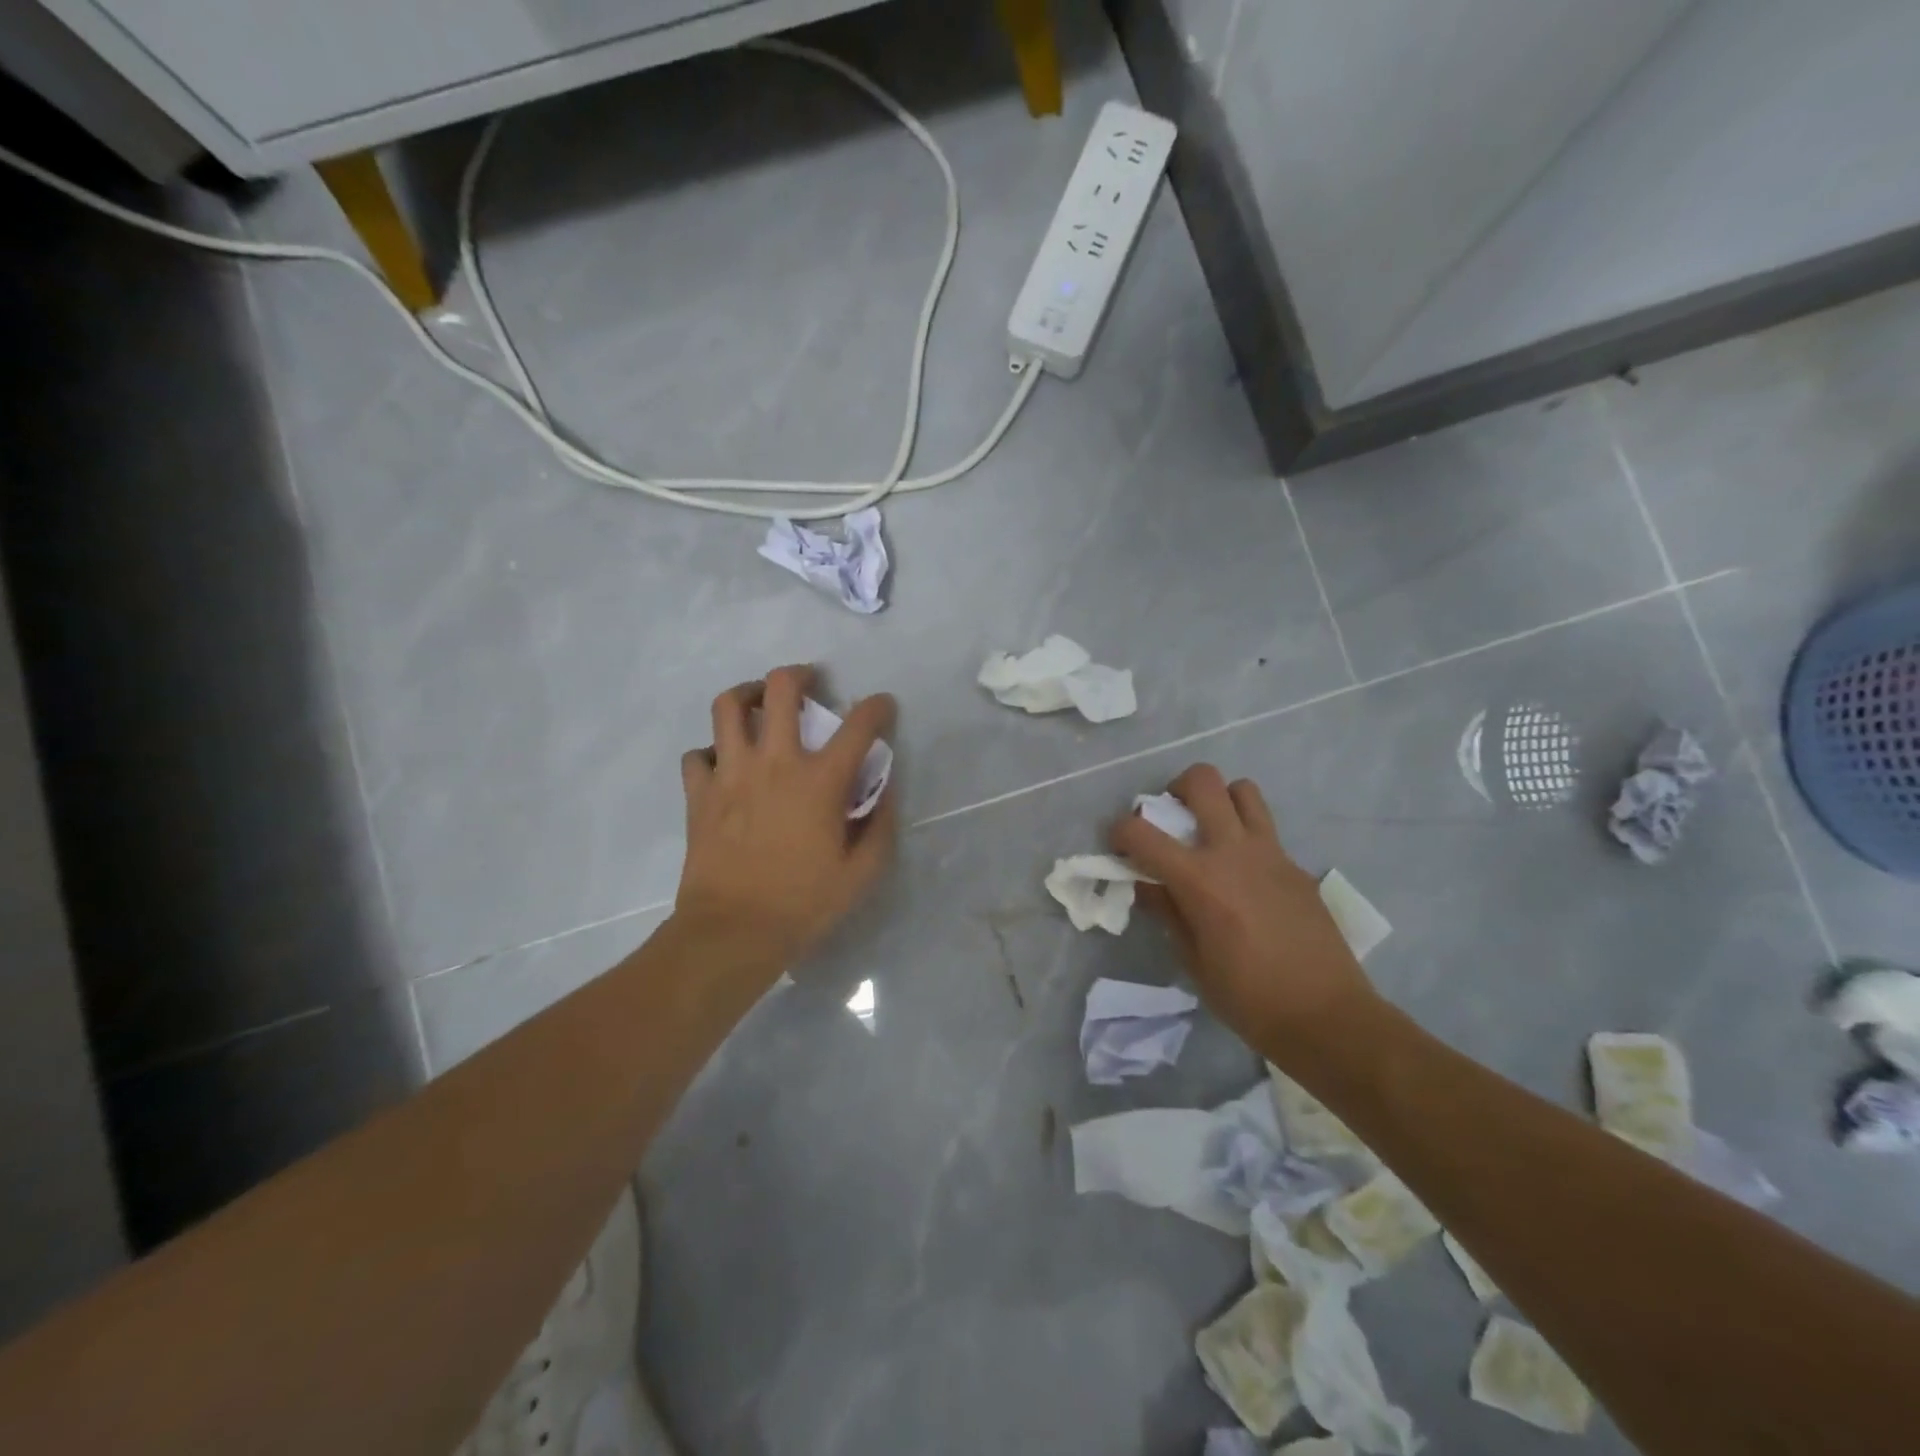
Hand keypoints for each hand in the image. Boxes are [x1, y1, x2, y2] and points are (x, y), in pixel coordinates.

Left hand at [674, 666, 896, 971]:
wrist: (732, 932)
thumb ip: (879, 826)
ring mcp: (731, 773)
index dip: (878, 707)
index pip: (859, 725)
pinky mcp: (699, 794)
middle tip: (809, 682)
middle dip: (800, 674)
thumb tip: (884, 792)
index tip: (883, 706)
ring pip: (728, 705)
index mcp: (820, 780)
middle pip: (781, 688)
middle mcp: (775, 762)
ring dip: (748, 694)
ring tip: (759, 703)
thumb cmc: (803, 904)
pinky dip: (711, 751)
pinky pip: (697, 754)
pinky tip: (724, 763)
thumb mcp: (862, 873)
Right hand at [1111, 764, 1377, 1057]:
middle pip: (1202, 781)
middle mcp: (1234, 852)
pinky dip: (1245, 837)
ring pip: (1243, 790)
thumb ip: (1167, 912)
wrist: (1328, 1017)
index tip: (1119, 848)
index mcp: (1200, 879)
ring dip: (1219, 800)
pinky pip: (1266, 830)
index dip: (1120, 832)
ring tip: (1211, 831)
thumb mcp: (1192, 960)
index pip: (1142, 832)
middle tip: (1170, 819)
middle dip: (1175, 789)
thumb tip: (1147, 884)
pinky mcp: (1296, 866)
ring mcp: (1271, 854)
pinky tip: (1245, 877)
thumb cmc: (1249, 998)